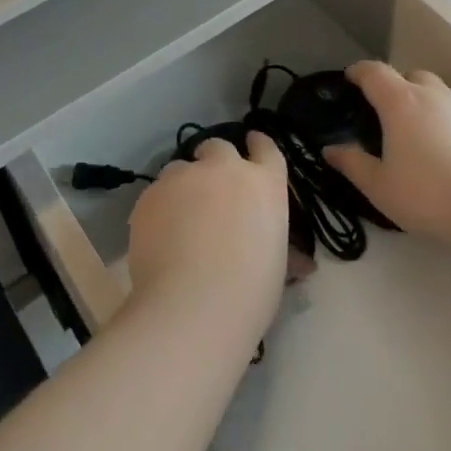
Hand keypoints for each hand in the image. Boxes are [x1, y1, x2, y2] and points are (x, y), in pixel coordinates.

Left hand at [127, 133, 287, 347]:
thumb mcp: (276, 265)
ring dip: (184, 185)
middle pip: (218, 147)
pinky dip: (160, 208)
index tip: (253, 143)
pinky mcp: (150, 194)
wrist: (192, 306)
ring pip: (181, 168)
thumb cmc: (249, 292)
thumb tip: (300, 263)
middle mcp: (224, 169)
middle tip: (212, 189)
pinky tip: (159, 237)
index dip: (258, 145)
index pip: (266, 148)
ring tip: (180, 218)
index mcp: (263, 183)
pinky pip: (156, 193)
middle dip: (215, 162)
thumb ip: (277, 245)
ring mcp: (183, 177)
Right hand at [324, 61, 450, 244]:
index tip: (351, 78)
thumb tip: (331, 150)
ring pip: (440, 94)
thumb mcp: (380, 187)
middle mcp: (434, 96)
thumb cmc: (428, 194)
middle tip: (387, 112)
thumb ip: (353, 164)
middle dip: (396, 86)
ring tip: (420, 135)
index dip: (359, 72)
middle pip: (411, 76)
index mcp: (400, 102)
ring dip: (426, 104)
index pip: (374, 72)